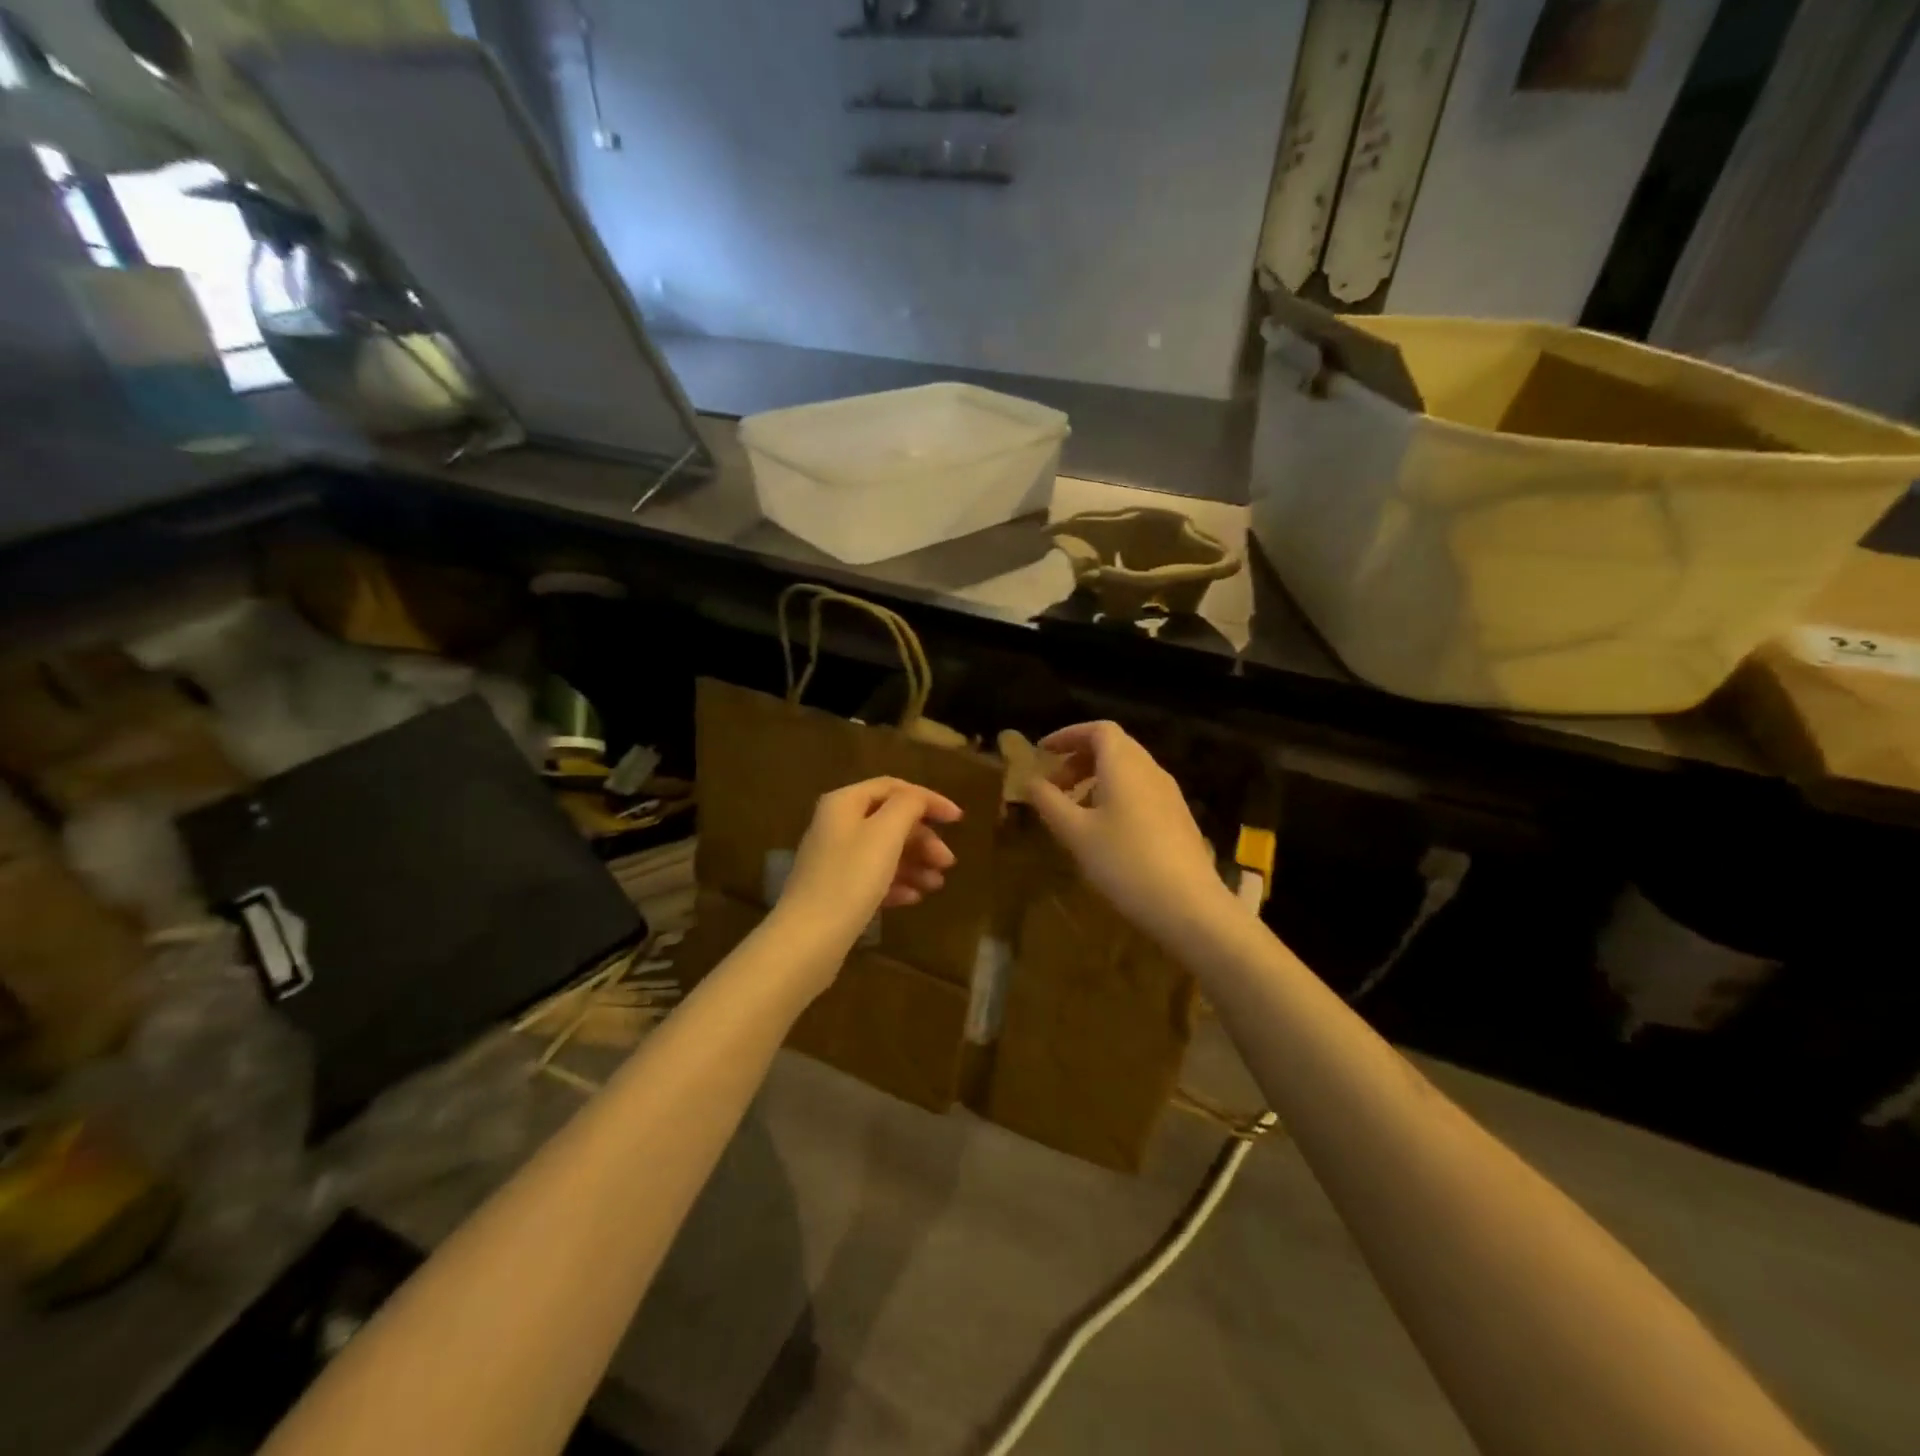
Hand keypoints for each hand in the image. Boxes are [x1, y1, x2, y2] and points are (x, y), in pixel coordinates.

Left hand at [773, 776, 961, 954]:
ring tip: (936, 885)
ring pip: (883, 851)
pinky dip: (896, 883)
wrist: (808, 938)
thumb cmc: (851, 878)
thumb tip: (919, 799)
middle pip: (889, 821)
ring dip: (915, 863)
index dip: (928, 799)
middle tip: (948, 862)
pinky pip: (872, 878)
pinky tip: (914, 898)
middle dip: (923, 839)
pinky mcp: (835, 891)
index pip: (893, 788)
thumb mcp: (886, 833)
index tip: (958, 819)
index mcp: (844, 803)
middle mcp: (836, 825)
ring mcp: (833, 859)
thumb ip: (908, 806)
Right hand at [1028, 721, 1232, 942]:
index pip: (1099, 730)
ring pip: (1128, 770)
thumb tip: (1030, 780)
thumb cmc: (1124, 863)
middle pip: (1114, 747)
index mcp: (1125, 765)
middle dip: (1079, 758)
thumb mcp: (1075, 833)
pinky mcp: (1178, 818)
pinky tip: (1105, 829)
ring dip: (1097, 778)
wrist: (1189, 906)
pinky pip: (1141, 790)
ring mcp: (1169, 794)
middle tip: (1054, 784)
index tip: (1044, 752)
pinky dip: (1116, 794)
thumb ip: (1049, 802)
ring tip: (1074, 808)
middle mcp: (1151, 770)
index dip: (1069, 735)